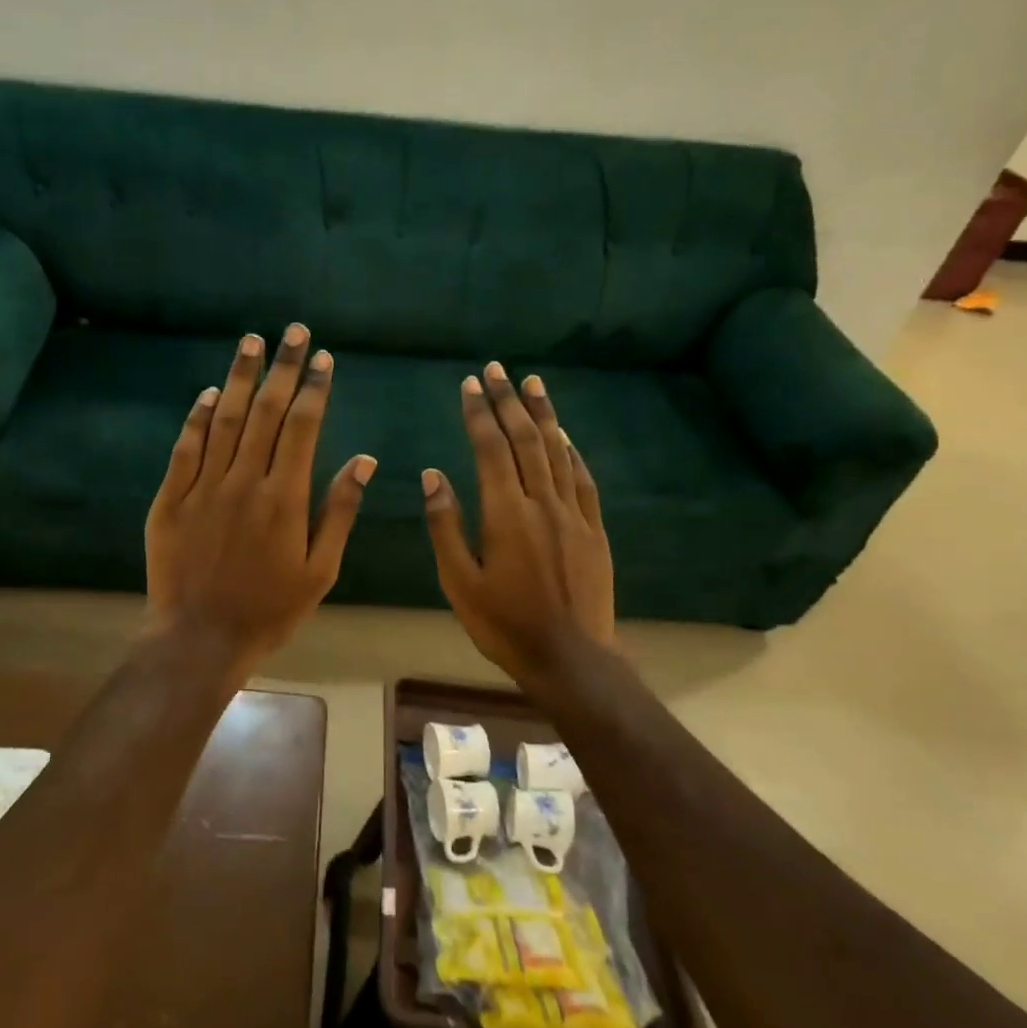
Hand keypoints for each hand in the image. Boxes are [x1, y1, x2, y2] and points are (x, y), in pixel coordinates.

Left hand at [146, 323, 374, 666]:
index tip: (323, 358)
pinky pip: (185, 449)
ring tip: (251, 342)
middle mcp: (244, 482)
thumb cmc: (269, 610)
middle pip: (264, 412)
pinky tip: (207, 393)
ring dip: (238, 377)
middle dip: (282, 368)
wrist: (199, 638)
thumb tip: (364, 461)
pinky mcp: (170, 499)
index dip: (314, 388)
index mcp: (285, 498)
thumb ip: (340, 512)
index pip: (303, 428)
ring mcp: (203, 487)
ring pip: (222, 420)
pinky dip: (196, 417)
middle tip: (292, 331)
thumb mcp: (320, 570)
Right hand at [423, 362, 613, 683]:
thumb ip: (445, 525)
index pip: (491, 449)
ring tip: (532, 383)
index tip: (470, 384)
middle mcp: (542, 503)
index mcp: (506, 514)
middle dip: (509, 401)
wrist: (569, 657)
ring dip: (543, 414)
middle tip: (497, 370)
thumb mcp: (459, 582)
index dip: (479, 413)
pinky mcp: (594, 529)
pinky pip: (582, 479)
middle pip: (526, 440)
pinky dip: (571, 451)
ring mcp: (573, 514)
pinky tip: (564, 435)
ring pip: (557, 451)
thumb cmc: (504, 624)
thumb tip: (433, 475)